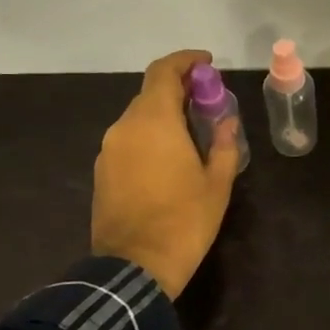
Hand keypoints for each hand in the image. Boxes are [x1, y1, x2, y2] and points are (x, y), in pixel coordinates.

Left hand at [91, 50, 241, 298]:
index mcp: (154, 122)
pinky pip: (128, 141)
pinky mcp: (102, 172)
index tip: (207, 64)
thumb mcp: (217, 183)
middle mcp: (125, 127)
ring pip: (138, 118)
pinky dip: (149, 137)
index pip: (164, 72)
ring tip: (191, 133)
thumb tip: (227, 121)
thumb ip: (223, 144)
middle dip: (179, 90)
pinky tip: (169, 158)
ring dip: (164, 116)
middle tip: (207, 102)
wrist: (135, 267)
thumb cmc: (184, 221)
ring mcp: (109, 150)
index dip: (185, 61)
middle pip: (150, 94)